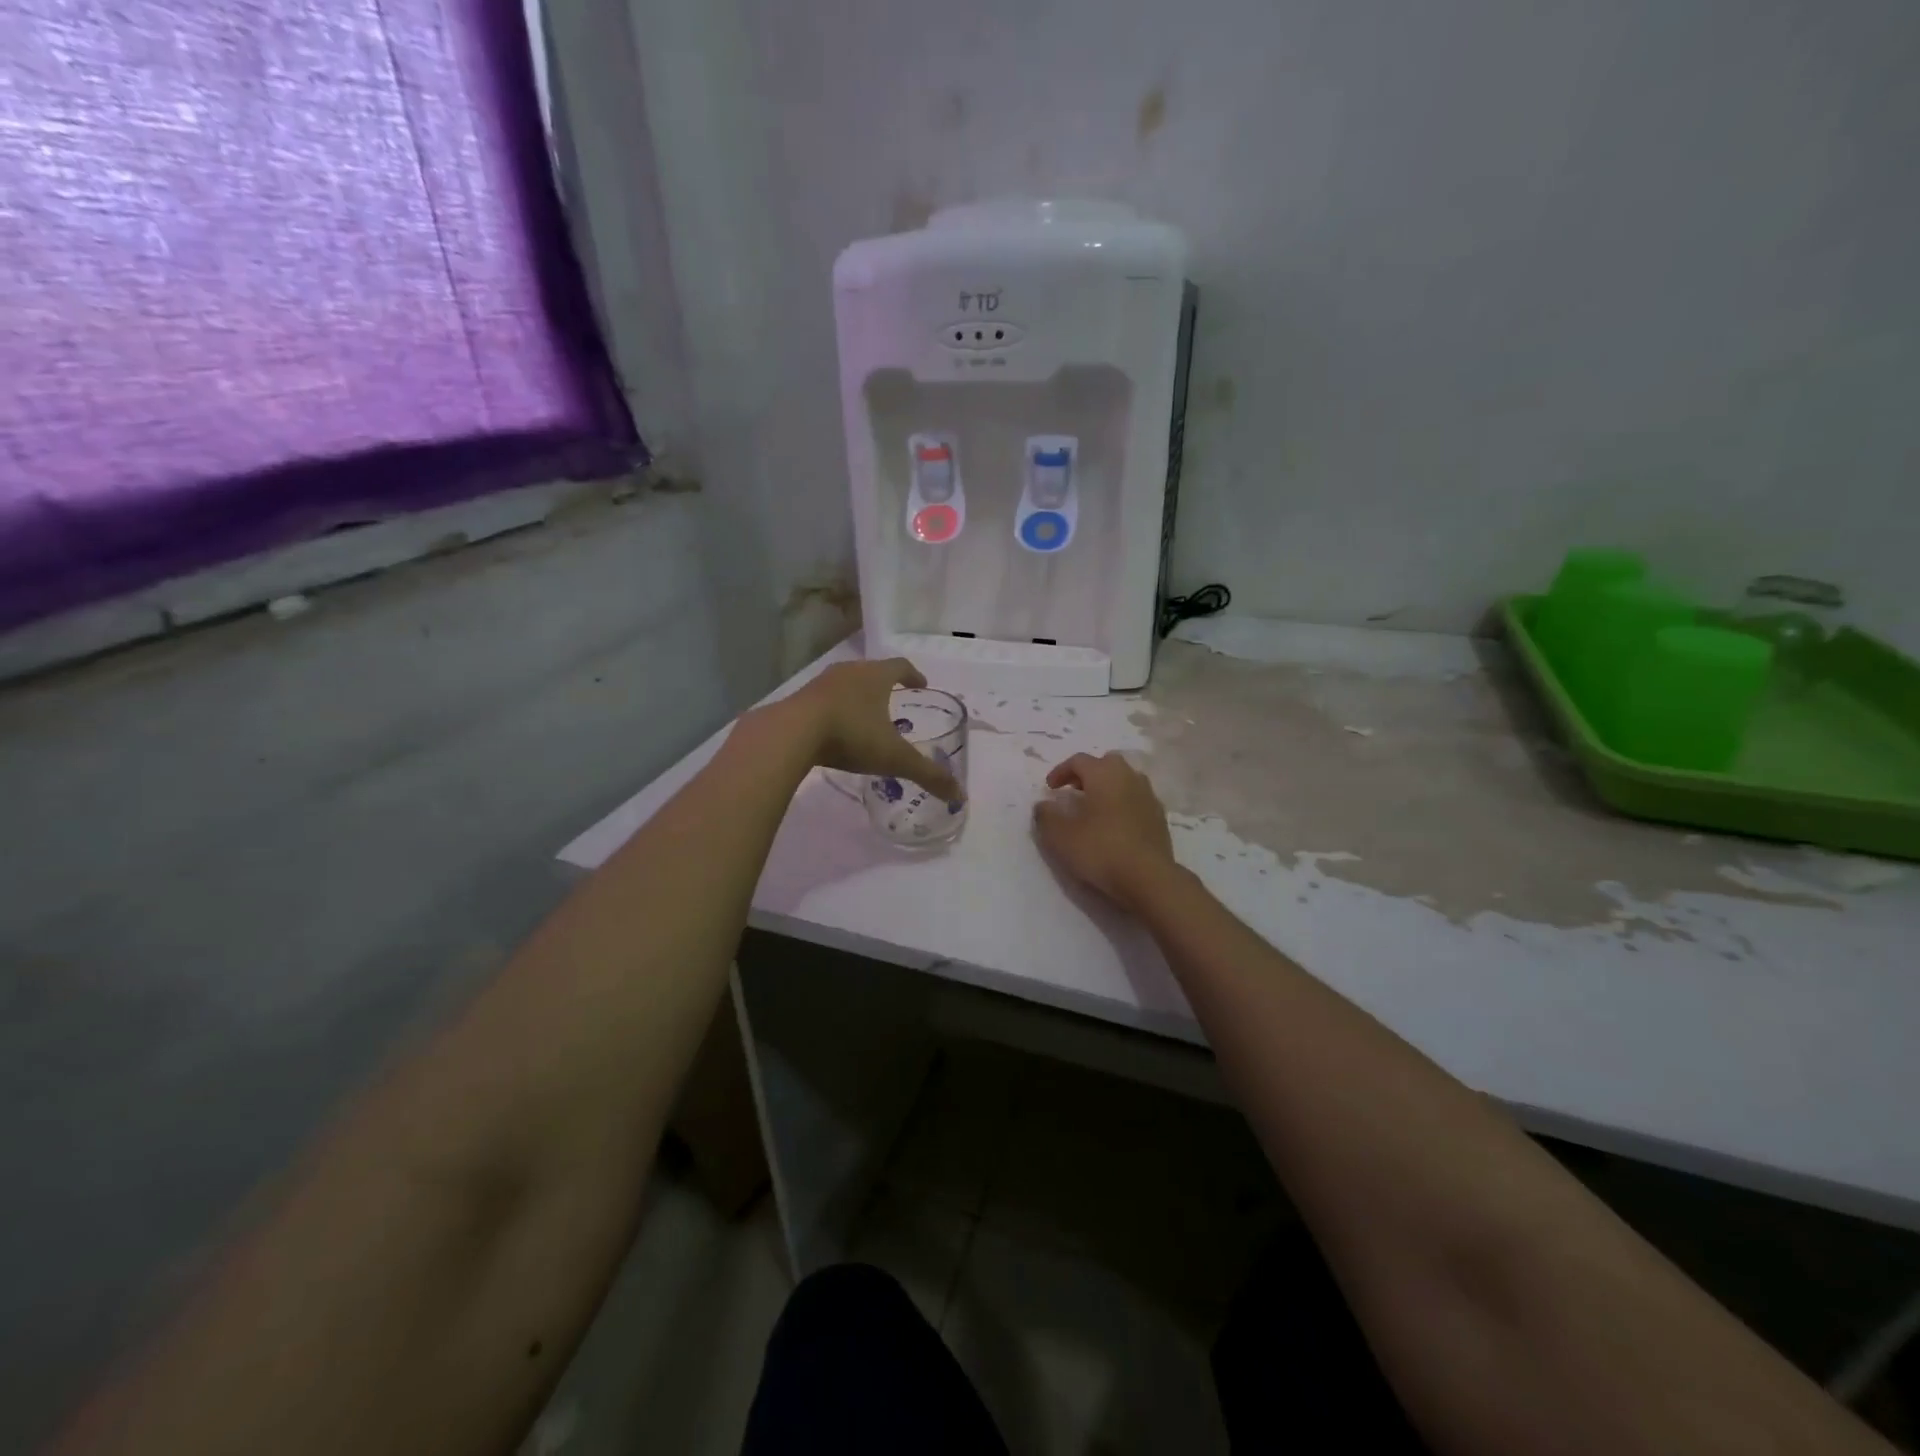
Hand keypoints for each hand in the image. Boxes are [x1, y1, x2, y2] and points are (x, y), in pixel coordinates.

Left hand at [784, 657, 964, 803]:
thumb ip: (927, 774)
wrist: (791, 733)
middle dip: (886, 685)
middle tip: (895, 701)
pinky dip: (836, 709)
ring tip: (866, 716)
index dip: (914, 675)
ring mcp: (822, 683)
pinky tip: (836, 729)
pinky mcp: (800, 698)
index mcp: (876, 676)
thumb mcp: (894, 758)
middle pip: (873, 671)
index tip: (921, 684)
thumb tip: (959, 795)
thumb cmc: (851, 736)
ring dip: (859, 696)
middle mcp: (850, 672)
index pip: (901, 666)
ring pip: (847, 684)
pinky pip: (825, 699)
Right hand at [1032, 752, 1176, 906]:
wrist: (1149, 878)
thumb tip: (1043, 805)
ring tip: (1094, 808)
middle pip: (1106, 763)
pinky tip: (1114, 825)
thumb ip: (1046, 816)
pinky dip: (1122, 803)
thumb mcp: (1061, 836)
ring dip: (1107, 787)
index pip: (1079, 760)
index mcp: (1104, 774)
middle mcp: (1129, 777)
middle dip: (1088, 773)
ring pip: (1125, 780)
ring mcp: (1148, 796)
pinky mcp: (1159, 817)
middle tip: (1073, 791)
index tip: (1050, 789)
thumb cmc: (1101, 850)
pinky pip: (1136, 799)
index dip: (1060, 771)